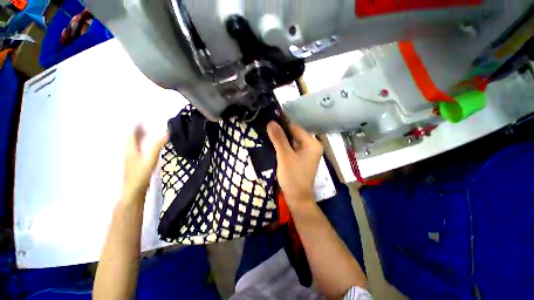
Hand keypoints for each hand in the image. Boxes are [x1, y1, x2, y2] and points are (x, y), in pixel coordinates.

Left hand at [122, 125, 168, 200]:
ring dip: (138, 138)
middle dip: (137, 131)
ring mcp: (131, 159)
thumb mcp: (150, 159)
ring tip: (146, 133)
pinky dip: (141, 145)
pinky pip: (137, 151)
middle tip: (145, 125)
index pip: (131, 134)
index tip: (140, 119)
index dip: (135, 126)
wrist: (133, 191)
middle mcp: (129, 152)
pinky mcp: (134, 165)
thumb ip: (157, 146)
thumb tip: (166, 133)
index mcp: (130, 149)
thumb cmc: (140, 174)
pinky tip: (146, 148)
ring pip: (133, 145)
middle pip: (131, 139)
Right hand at [267, 122, 322, 210]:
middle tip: (267, 131)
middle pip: (294, 134)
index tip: (269, 124)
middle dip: (281, 134)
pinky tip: (275, 146)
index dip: (282, 126)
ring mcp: (307, 153)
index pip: (295, 128)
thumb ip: (279, 139)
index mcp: (312, 143)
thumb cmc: (293, 177)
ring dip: (282, 140)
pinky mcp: (302, 159)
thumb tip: (271, 122)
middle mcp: (312, 146)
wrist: (297, 198)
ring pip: (292, 142)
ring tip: (269, 137)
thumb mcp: (284, 156)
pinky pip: (292, 149)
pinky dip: (284, 147)